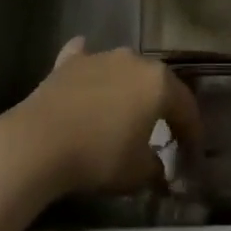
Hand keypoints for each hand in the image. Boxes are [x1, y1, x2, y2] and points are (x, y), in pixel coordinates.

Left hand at [5, 38, 203, 197]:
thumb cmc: (99, 156)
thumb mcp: (138, 173)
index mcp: (158, 83)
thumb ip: (156, 168)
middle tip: (164, 129)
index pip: (185, 106)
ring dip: (128, 87)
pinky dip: (90, 68)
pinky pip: (85, 59)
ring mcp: (98, 57)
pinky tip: (88, 71)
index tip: (192, 152)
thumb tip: (160, 169)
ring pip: (123, 69)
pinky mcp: (67, 63)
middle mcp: (133, 60)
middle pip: (156, 83)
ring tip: (126, 110)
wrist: (39, 143)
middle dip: (162, 105)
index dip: (192, 131)